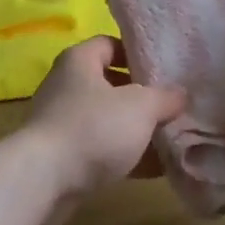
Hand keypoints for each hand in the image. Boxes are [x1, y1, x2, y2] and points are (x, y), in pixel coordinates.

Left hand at [21, 37, 185, 224]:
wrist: (43, 180)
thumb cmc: (93, 128)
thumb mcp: (140, 107)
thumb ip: (164, 98)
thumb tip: (181, 94)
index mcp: (80, 60)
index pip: (110, 44)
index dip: (137, 54)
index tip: (163, 70)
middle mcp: (67, 85)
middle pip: (110, 83)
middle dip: (141, 98)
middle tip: (172, 107)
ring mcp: (62, 121)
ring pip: (106, 120)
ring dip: (134, 130)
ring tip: (169, 141)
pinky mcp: (61, 156)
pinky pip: (99, 149)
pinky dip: (124, 156)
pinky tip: (153, 170)